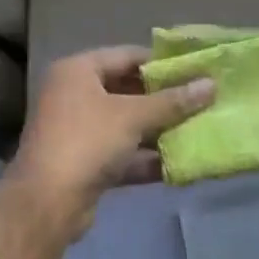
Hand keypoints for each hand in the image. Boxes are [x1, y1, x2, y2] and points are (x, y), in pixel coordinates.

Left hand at [9, 47, 214, 237]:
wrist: (47, 202)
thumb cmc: (88, 141)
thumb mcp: (134, 116)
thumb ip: (173, 101)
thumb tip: (211, 85)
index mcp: (77, 71)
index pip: (127, 55)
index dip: (162, 63)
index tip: (196, 69)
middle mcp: (74, 95)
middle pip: (127, 90)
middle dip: (164, 100)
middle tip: (202, 100)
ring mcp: (78, 131)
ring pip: (126, 124)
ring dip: (159, 130)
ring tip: (198, 130)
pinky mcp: (85, 163)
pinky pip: (122, 153)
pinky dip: (147, 158)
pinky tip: (179, 164)